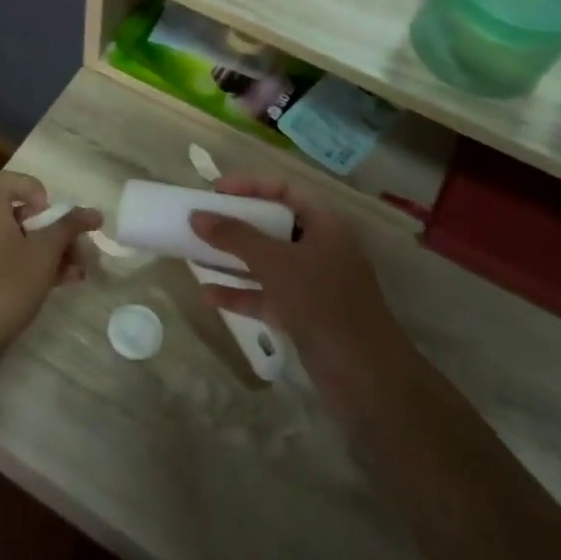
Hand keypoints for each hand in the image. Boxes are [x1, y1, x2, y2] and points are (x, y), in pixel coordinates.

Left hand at [0, 171, 100, 363]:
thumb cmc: (6, 284)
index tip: (51, 213)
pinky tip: (68, 282)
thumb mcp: (44, 252)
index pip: (10, 181)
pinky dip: (42, 268)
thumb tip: (93, 212)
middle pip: (25, 214)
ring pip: (26, 243)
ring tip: (82, 270)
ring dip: (56, 252)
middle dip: (58, 229)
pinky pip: (18, 264)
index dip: (35, 189)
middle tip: (81, 247)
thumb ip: (69, 228)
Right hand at [187, 177, 392, 356]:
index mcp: (325, 225)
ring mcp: (314, 283)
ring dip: (234, 258)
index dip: (251, 184)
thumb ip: (235, 237)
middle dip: (238, 223)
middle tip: (204, 220)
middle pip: (275, 224)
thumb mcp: (275, 263)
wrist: (364, 375)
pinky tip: (208, 295)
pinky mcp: (304, 314)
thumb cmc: (322, 302)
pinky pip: (267, 294)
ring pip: (268, 261)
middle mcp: (321, 248)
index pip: (286, 188)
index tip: (215, 190)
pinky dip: (241, 293)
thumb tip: (197, 216)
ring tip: (196, 253)